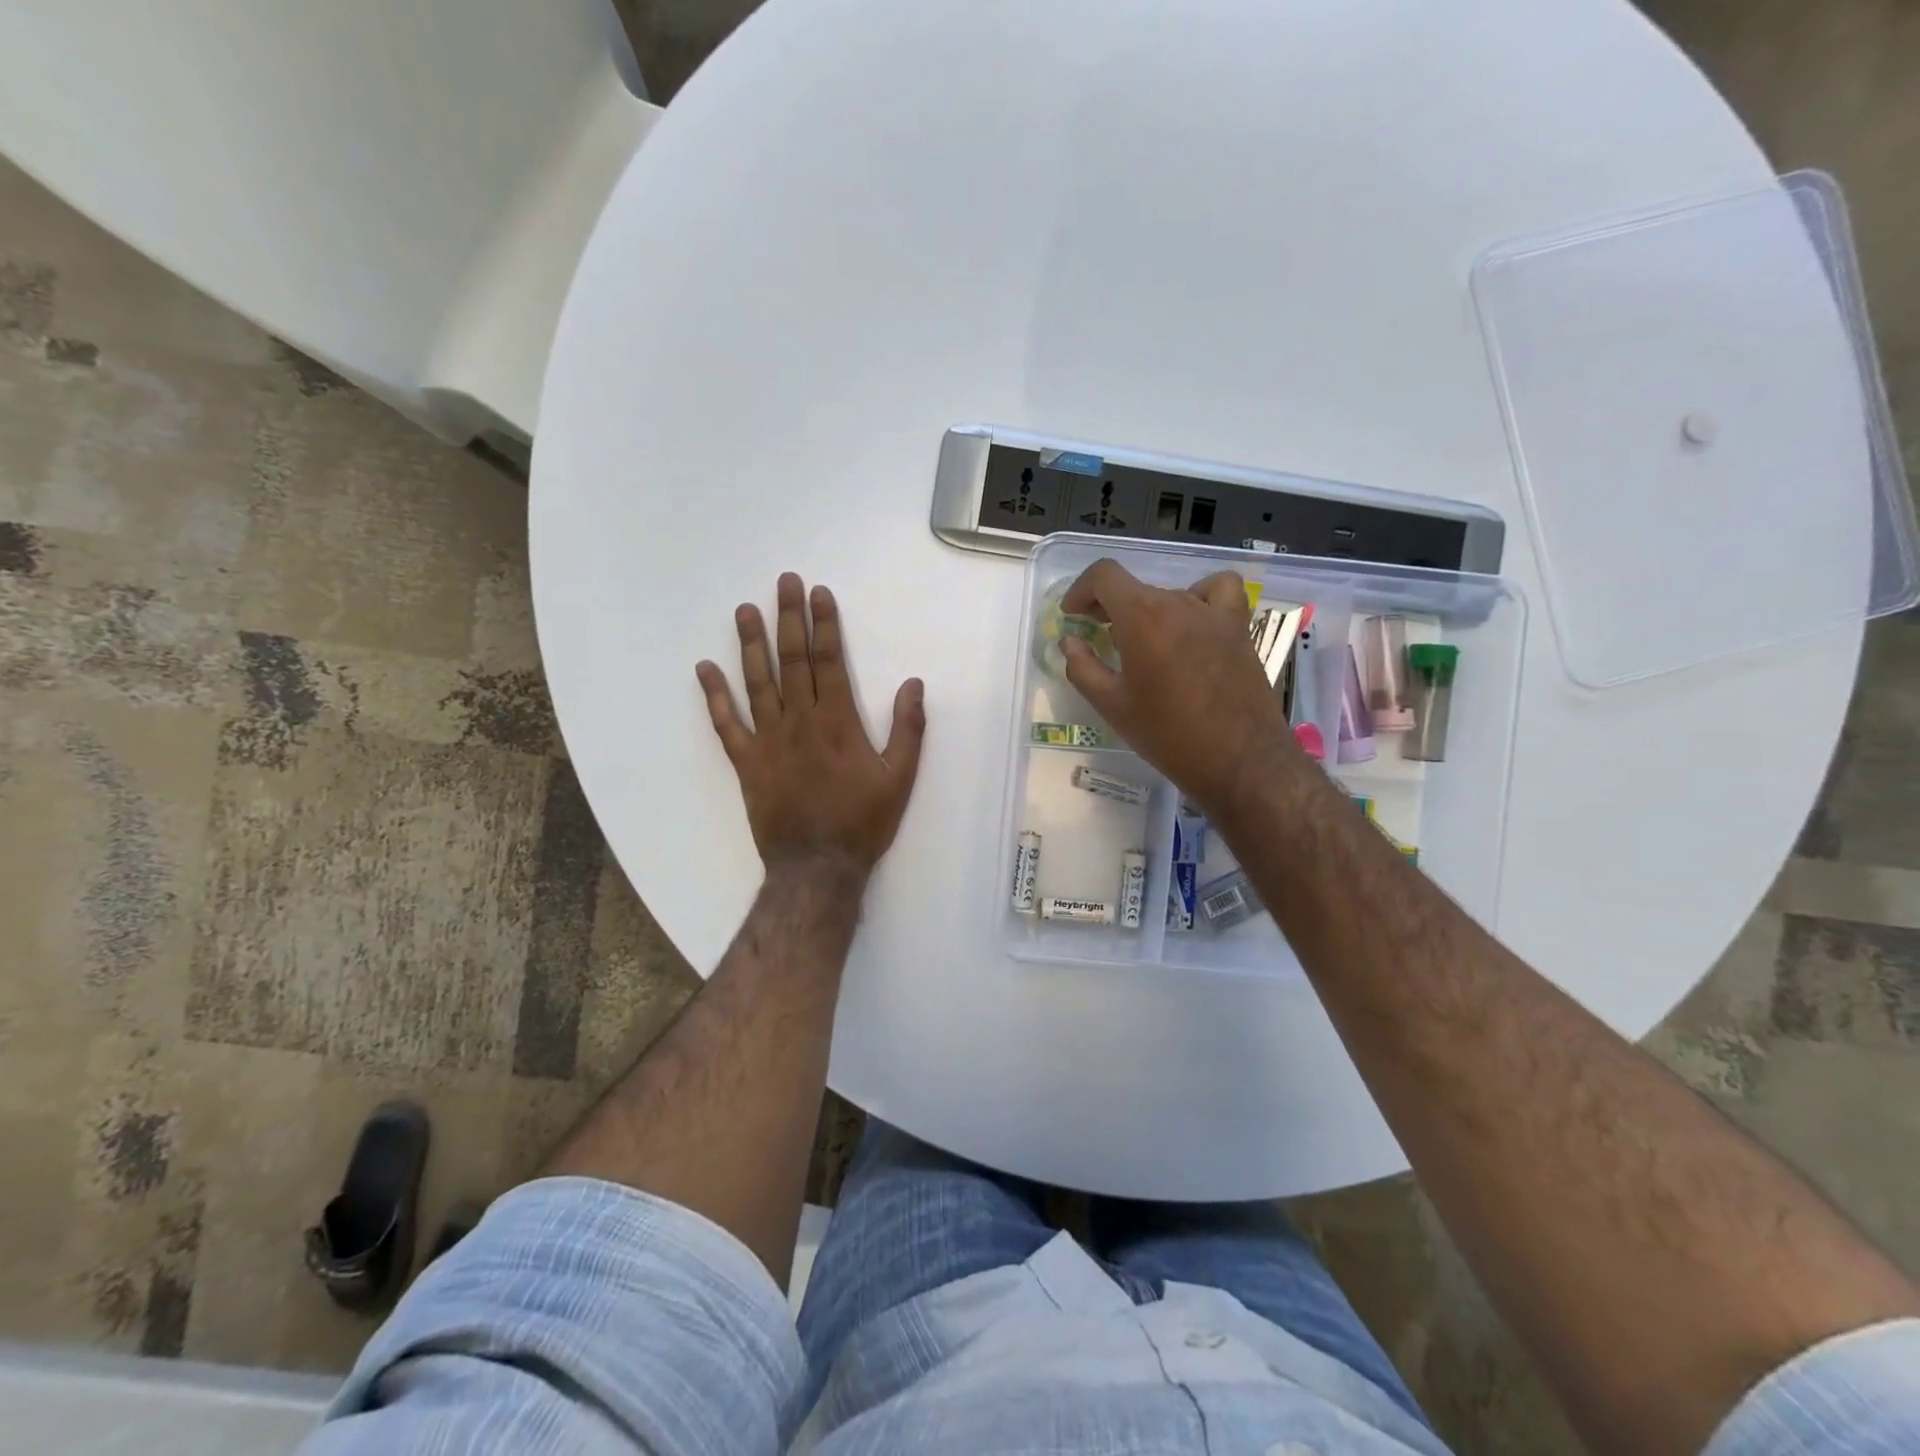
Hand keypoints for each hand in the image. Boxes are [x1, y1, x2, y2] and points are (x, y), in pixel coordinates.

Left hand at [696, 573, 925, 878]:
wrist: (817, 867)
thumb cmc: (862, 822)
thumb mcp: (900, 778)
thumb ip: (908, 729)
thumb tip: (913, 683)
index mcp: (837, 722)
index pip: (828, 661)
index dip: (824, 624)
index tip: (818, 593)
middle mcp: (799, 721)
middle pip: (792, 660)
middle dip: (789, 618)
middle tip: (783, 582)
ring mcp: (768, 740)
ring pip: (757, 682)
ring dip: (751, 644)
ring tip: (744, 610)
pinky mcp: (747, 763)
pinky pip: (726, 724)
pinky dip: (715, 696)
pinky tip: (705, 669)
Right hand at [1059, 559, 1295, 815]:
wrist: (1238, 761)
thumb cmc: (1167, 735)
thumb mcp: (1112, 706)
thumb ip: (1082, 667)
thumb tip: (1070, 642)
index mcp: (1142, 617)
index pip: (1104, 576)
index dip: (1081, 590)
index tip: (1073, 616)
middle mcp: (1178, 603)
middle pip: (1135, 588)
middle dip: (1109, 607)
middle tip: (1098, 637)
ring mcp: (1213, 613)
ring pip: (1169, 595)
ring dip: (1147, 611)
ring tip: (1141, 641)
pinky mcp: (1238, 628)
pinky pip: (1219, 591)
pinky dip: (1200, 596)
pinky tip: (1191, 622)